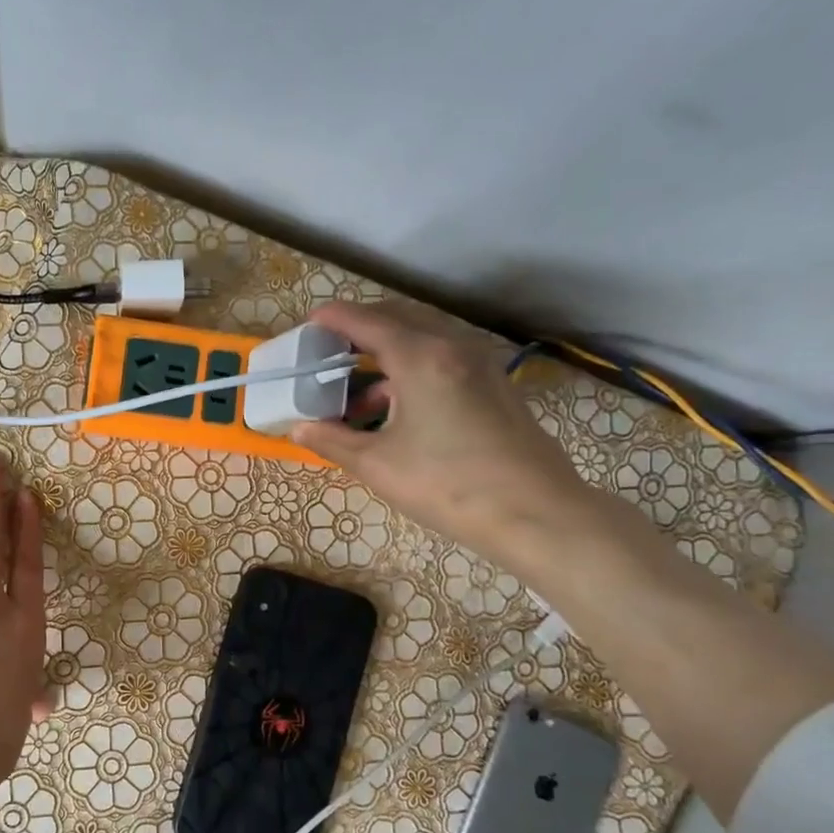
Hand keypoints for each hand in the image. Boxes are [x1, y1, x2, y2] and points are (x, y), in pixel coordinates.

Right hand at [289, 301, 593, 560]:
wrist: (535, 513)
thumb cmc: (447, 485)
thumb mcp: (377, 465)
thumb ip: (332, 440)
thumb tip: (298, 429)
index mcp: (421, 358)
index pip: (368, 322)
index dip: (334, 319)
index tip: (309, 322)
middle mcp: (453, 347)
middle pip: (399, 319)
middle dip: (361, 328)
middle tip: (329, 350)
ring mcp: (481, 364)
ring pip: (425, 338)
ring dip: (387, 352)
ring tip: (357, 390)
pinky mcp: (495, 386)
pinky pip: (444, 359)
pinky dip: (413, 368)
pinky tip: (397, 408)